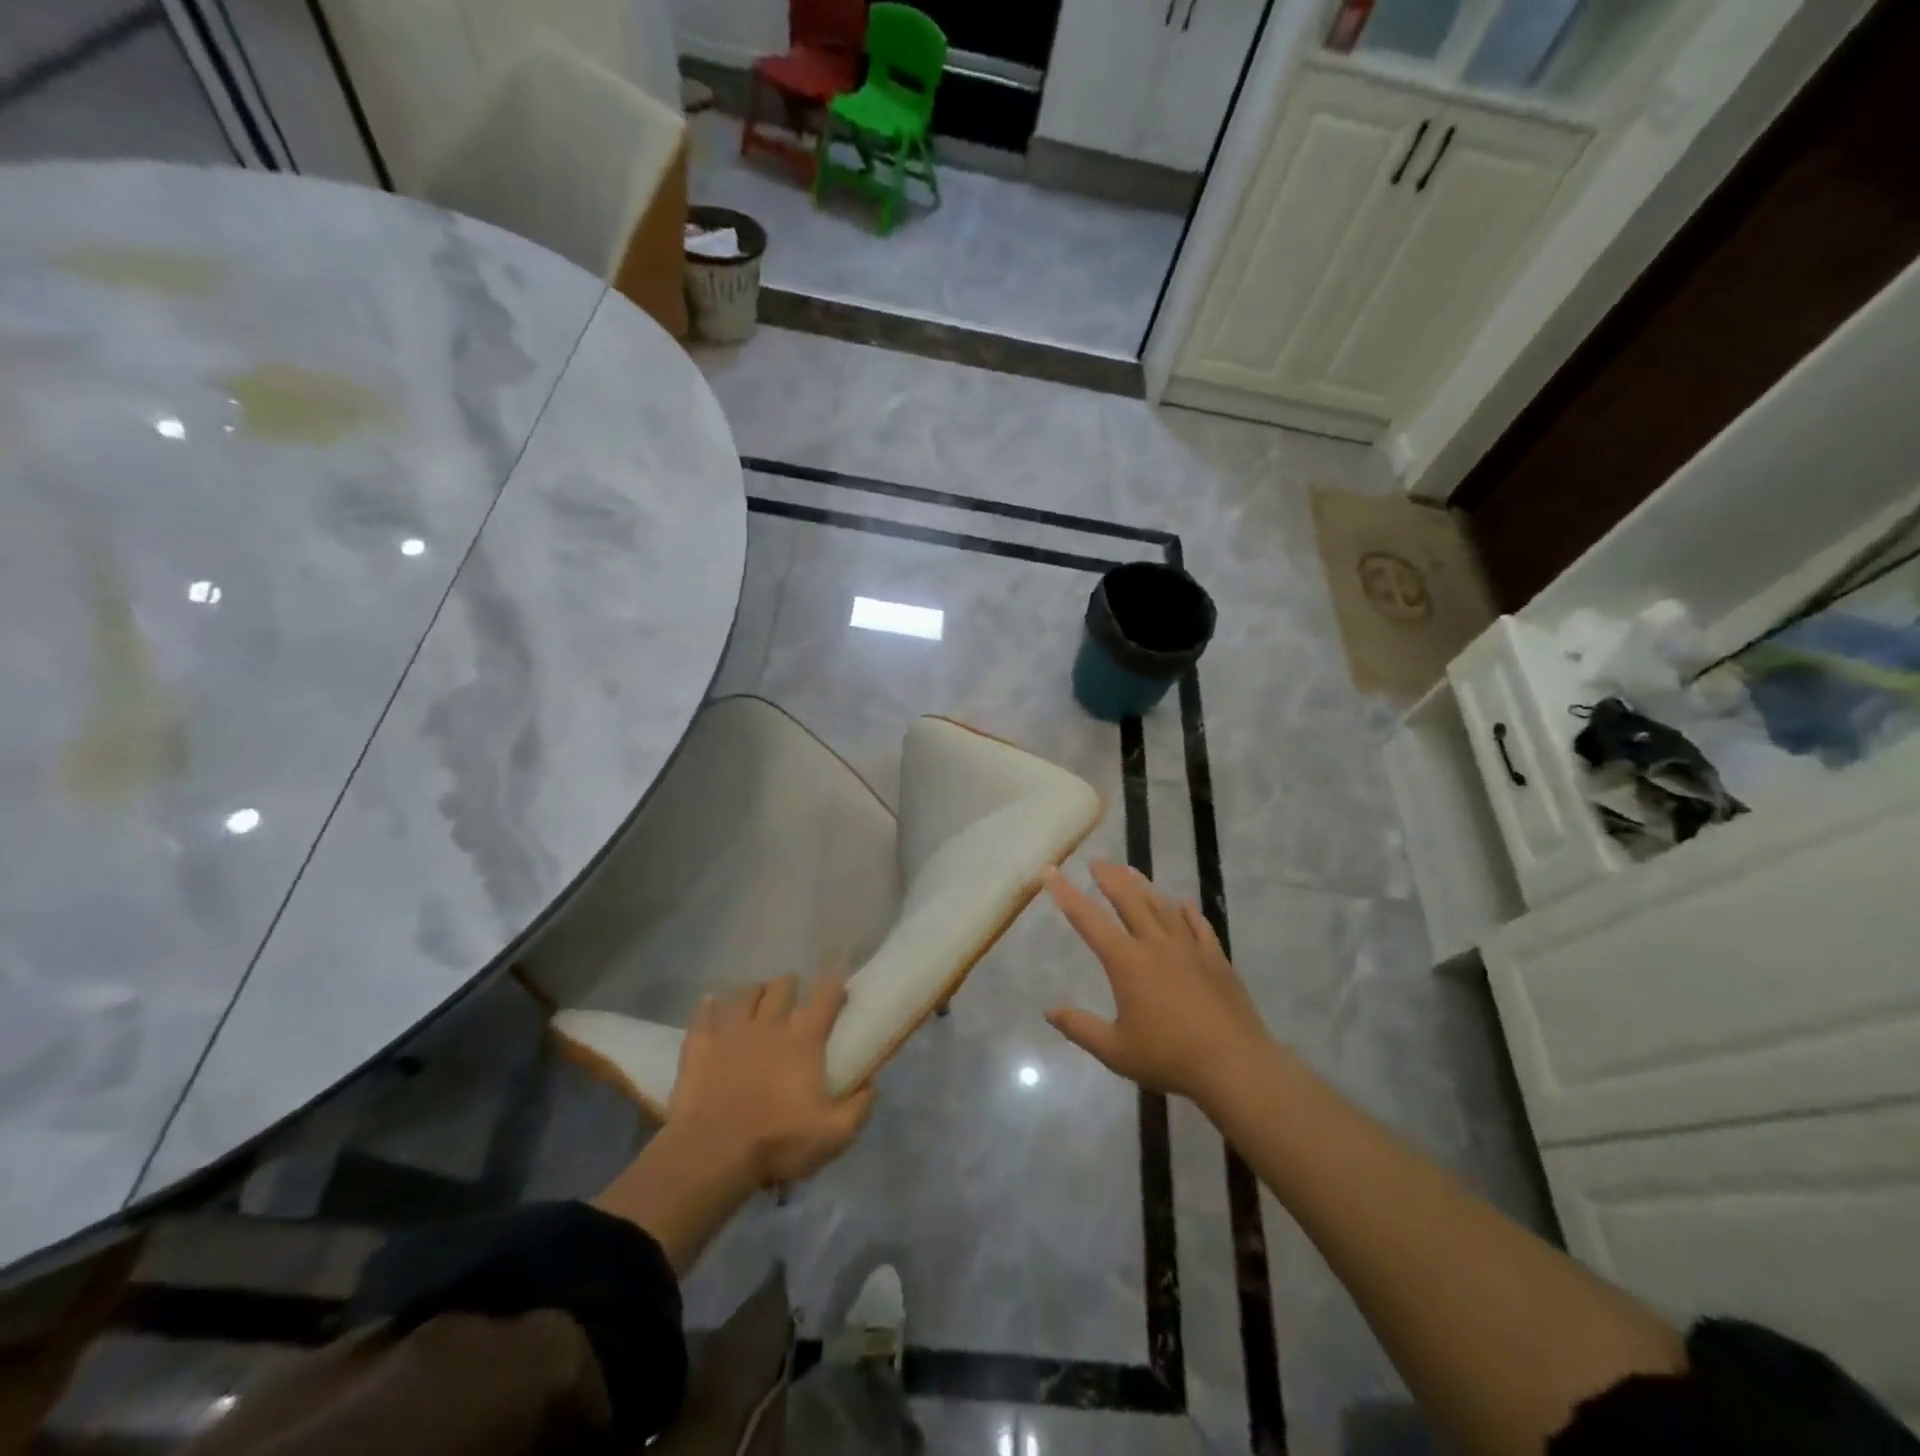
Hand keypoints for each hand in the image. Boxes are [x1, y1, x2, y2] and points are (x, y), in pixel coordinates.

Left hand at [668, 976, 875, 1188]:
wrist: (712, 1154)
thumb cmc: (777, 1142)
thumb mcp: (833, 1135)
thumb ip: (858, 1107)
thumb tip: (871, 1084)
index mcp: (803, 1039)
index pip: (825, 997)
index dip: (835, 985)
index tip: (839, 983)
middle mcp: (770, 1024)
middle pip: (782, 986)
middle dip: (790, 986)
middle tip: (792, 997)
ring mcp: (731, 1031)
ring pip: (745, 994)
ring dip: (755, 993)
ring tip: (756, 1001)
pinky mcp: (700, 1044)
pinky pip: (704, 1013)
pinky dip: (709, 1006)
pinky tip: (710, 1003)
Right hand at [1045, 862, 1273, 1107]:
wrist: (1234, 1065)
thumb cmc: (1169, 1058)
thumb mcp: (1116, 1051)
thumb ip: (1081, 1028)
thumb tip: (1049, 1011)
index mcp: (1126, 962)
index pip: (1088, 920)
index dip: (1066, 894)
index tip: (1051, 872)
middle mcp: (1156, 945)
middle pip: (1129, 900)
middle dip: (1110, 878)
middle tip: (1097, 861)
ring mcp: (1189, 948)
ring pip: (1162, 906)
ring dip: (1144, 886)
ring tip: (1131, 871)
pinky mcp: (1216, 959)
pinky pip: (1198, 925)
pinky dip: (1187, 911)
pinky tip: (1182, 902)